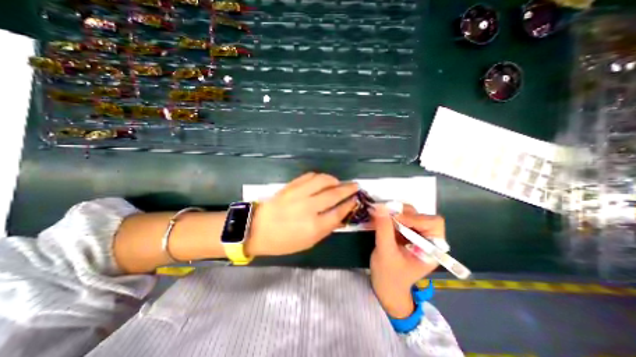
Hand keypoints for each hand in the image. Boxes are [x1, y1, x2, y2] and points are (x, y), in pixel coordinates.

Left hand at [246, 173, 359, 255]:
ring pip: (323, 180)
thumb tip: (341, 215)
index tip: (356, 199)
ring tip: (338, 183)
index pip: (339, 212)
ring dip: (334, 180)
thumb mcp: (308, 242)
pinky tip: (322, 180)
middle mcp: (308, 208)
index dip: (350, 204)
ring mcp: (299, 194)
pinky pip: (309, 176)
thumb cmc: (283, 241)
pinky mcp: (291, 186)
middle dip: (348, 189)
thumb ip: (326, 228)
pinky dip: (320, 177)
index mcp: (314, 227)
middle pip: (334, 194)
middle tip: (355, 186)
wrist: (257, 228)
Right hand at [370, 205, 443, 318]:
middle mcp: (426, 238)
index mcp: (432, 248)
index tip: (395, 219)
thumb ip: (384, 229)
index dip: (415, 218)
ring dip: (393, 213)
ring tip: (379, 217)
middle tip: (385, 216)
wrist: (385, 286)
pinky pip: (398, 217)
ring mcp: (414, 234)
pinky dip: (387, 216)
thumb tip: (380, 207)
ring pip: (408, 213)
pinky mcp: (404, 232)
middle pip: (420, 215)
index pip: (433, 223)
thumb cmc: (389, 275)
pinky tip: (378, 220)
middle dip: (402, 214)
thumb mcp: (385, 252)